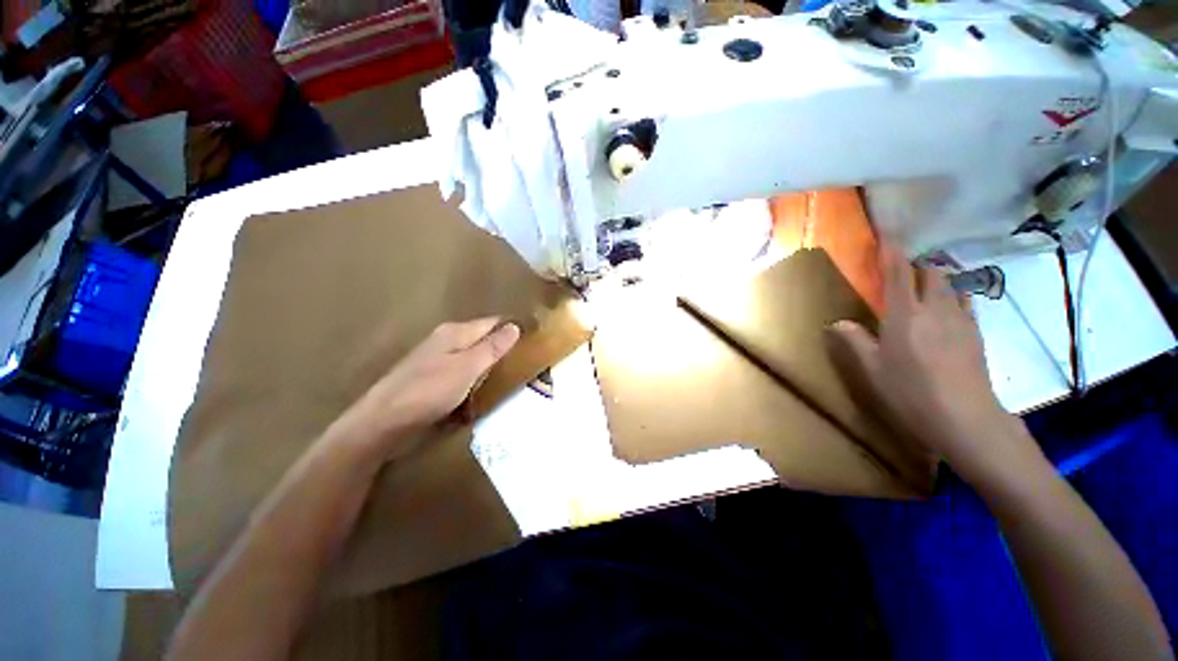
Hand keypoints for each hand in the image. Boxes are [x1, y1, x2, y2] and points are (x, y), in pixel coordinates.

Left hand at [330, 318, 519, 461]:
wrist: (382, 422)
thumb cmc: (428, 391)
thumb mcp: (467, 368)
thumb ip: (492, 347)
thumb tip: (515, 326)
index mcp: (455, 332)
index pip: (492, 322)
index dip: (513, 328)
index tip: (534, 340)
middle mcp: (446, 340)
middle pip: (482, 338)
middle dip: (503, 347)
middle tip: (527, 361)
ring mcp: (437, 359)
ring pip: (473, 355)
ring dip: (490, 363)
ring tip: (512, 374)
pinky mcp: (432, 377)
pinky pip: (463, 371)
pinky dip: (476, 376)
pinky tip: (484, 387)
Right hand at [828, 244, 1042, 485]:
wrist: (965, 418)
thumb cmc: (909, 392)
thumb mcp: (872, 368)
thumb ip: (854, 340)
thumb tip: (836, 322)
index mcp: (904, 315)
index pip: (898, 274)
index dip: (892, 253)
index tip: (888, 236)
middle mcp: (935, 309)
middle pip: (931, 272)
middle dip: (917, 266)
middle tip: (903, 272)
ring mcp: (961, 319)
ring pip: (951, 284)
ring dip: (937, 279)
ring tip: (925, 288)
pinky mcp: (976, 333)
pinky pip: (965, 302)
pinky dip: (954, 297)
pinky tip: (947, 311)